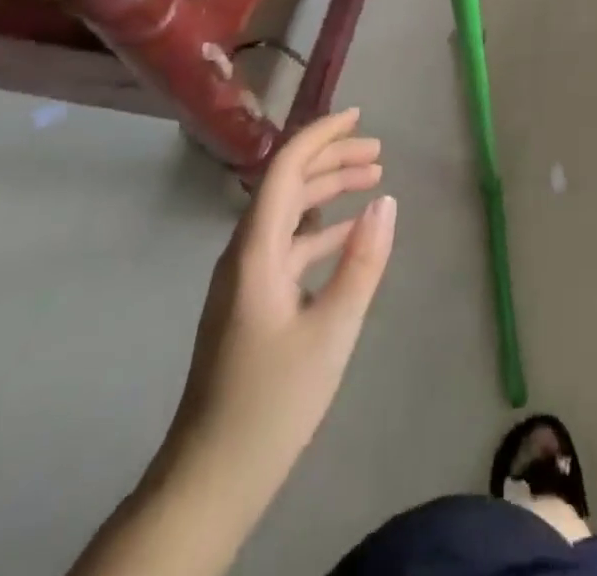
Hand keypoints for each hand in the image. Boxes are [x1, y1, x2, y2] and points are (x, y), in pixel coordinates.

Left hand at [178, 109, 396, 478]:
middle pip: (288, 186)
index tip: (359, 117)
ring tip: (373, 182)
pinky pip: (289, 247)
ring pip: (290, 216)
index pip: (286, 169)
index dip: (320, 135)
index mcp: (256, 251)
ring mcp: (245, 280)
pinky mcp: (251, 304)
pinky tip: (351, 237)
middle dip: (332, 160)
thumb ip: (362, 262)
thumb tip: (387, 202)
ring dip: (329, 193)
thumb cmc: (272, 402)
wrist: (209, 479)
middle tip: (379, 153)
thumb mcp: (331, 331)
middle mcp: (244, 254)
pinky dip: (322, 231)